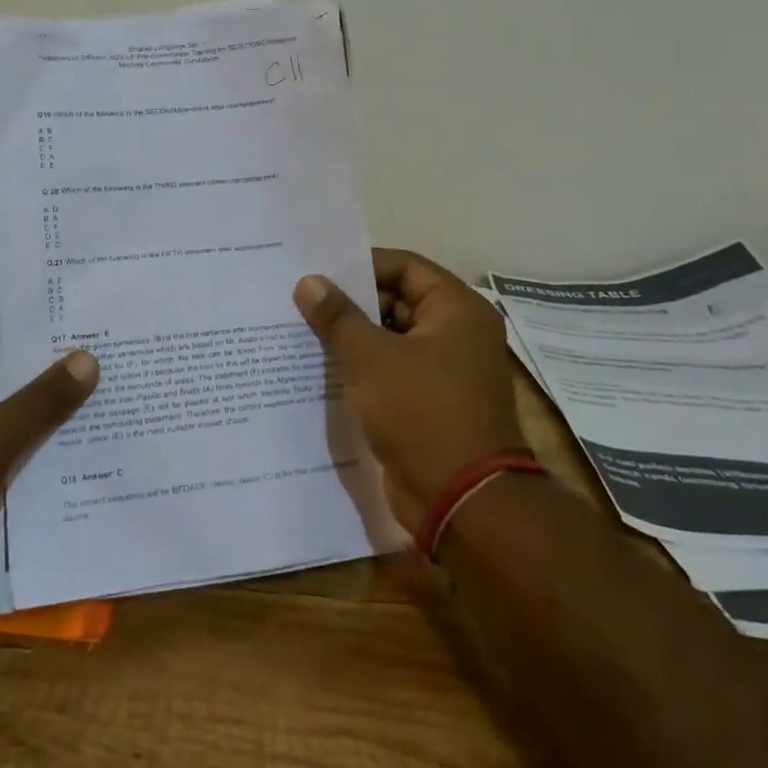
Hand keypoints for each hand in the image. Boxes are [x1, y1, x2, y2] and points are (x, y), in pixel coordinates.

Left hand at [0, 332, 97, 642]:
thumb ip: (38, 402)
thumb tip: (88, 358)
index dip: (25, 325)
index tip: (75, 313)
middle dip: (44, 371)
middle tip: (103, 348)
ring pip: (4, 420)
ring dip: (45, 414)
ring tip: (107, 387)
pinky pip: (4, 457)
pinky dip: (35, 452)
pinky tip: (85, 443)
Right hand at [294, 249, 523, 521]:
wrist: (464, 501)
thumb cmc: (422, 413)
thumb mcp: (370, 358)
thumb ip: (337, 317)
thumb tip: (308, 282)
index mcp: (457, 309)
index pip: (404, 266)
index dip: (360, 266)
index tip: (318, 272)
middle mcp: (458, 333)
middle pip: (398, 301)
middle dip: (352, 304)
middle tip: (303, 302)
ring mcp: (447, 371)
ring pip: (393, 339)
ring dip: (355, 338)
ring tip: (304, 332)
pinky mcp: (433, 403)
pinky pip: (394, 371)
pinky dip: (365, 368)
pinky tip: (324, 369)